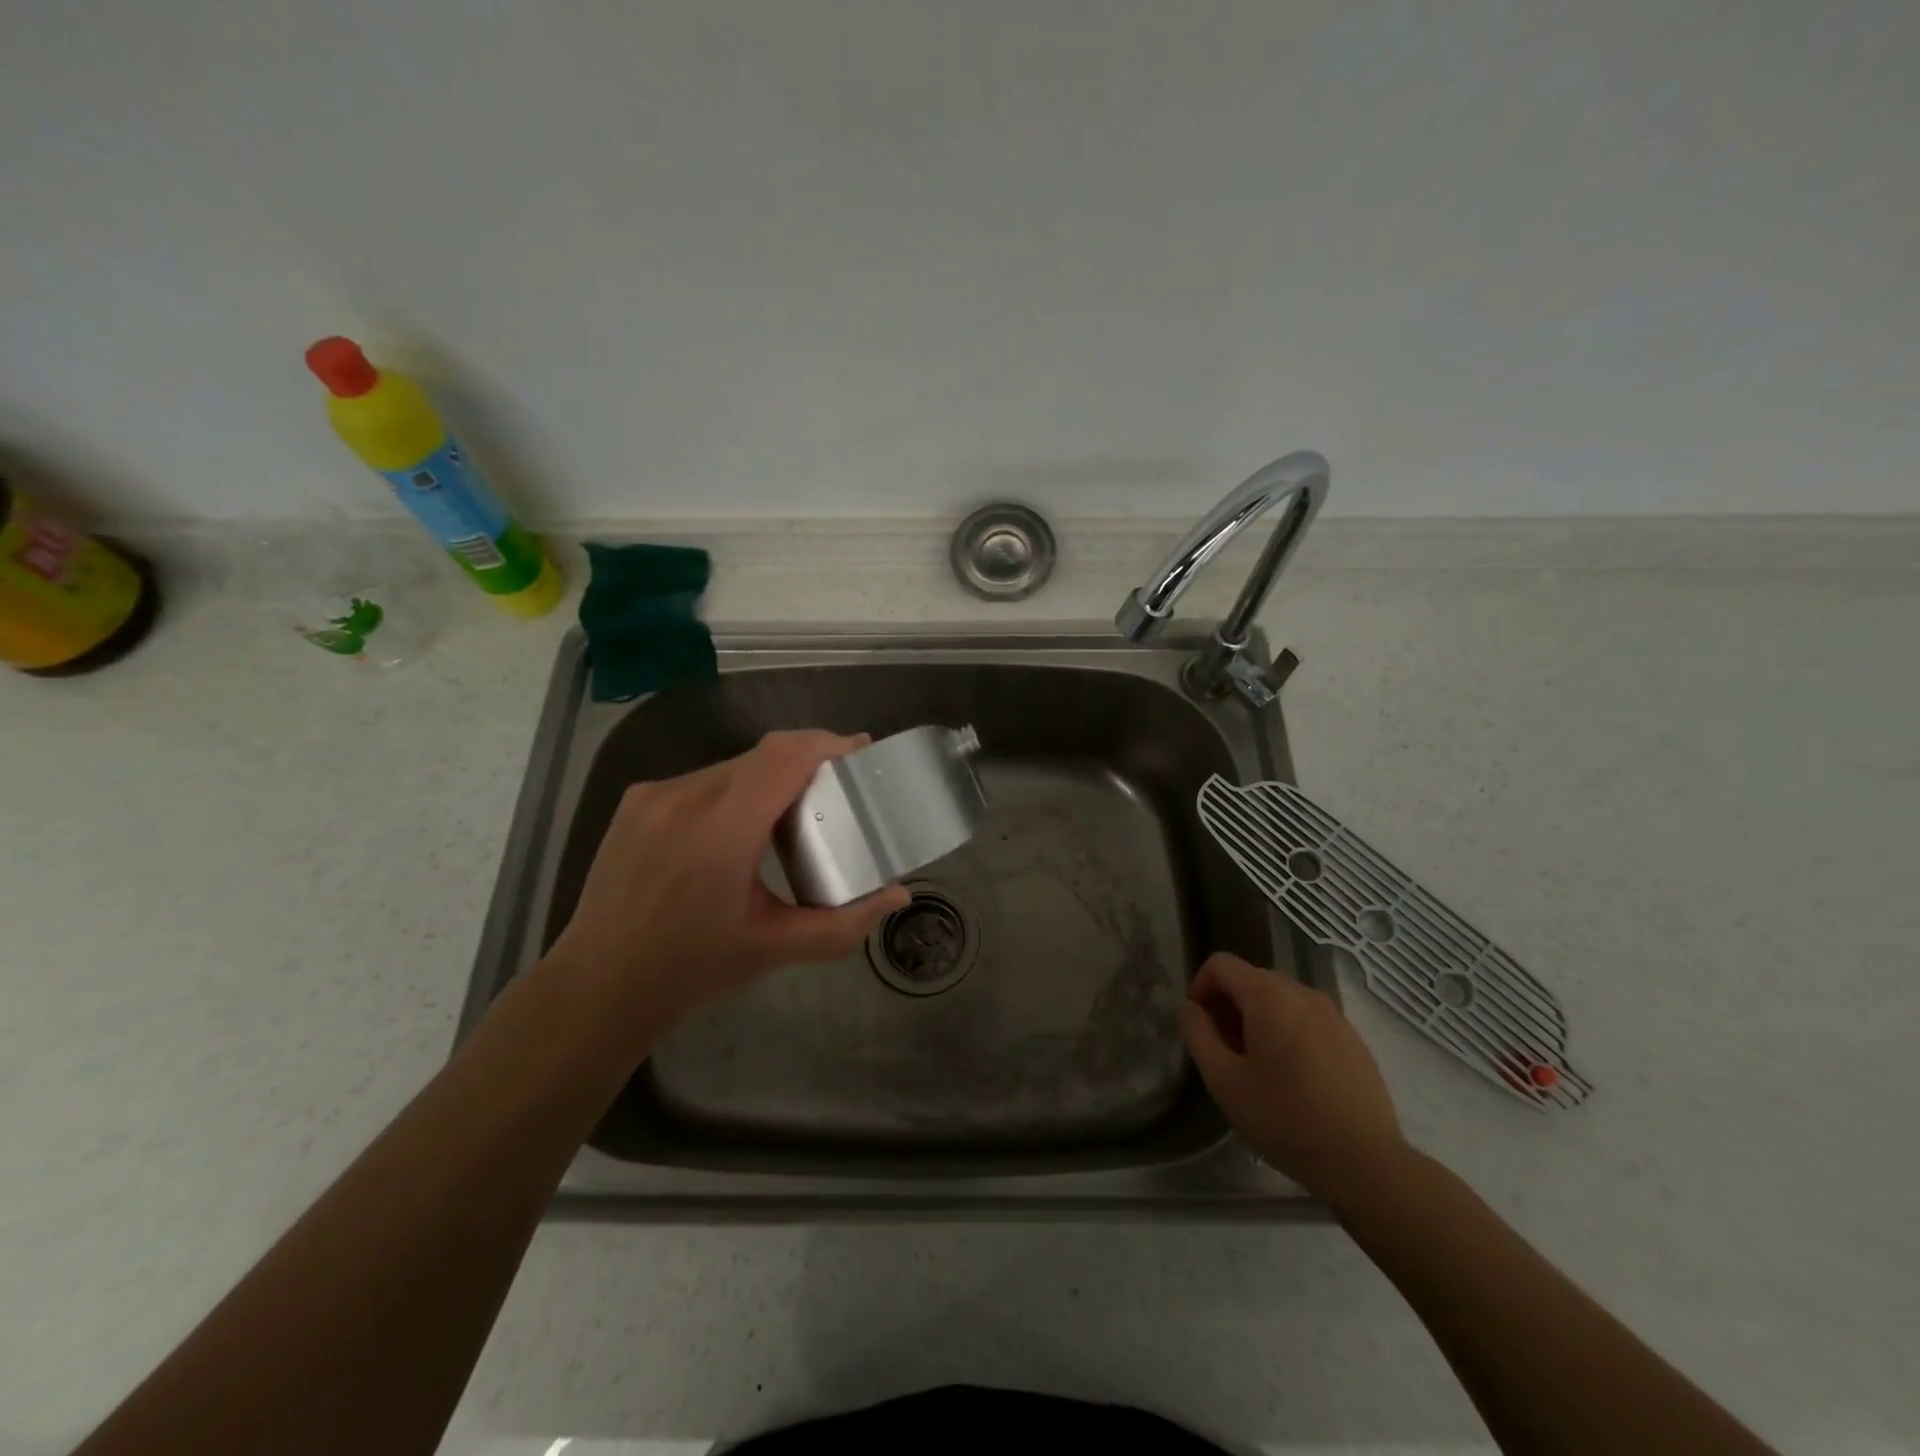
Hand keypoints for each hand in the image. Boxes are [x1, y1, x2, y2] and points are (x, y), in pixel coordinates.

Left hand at [545, 730, 909, 1038]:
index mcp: (720, 832)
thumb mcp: (775, 949)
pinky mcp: (636, 801)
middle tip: (836, 791)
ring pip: (732, 766)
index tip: (860, 752)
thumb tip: (897, 895)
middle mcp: (683, 798)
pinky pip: (702, 780)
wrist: (597, 986)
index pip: (783, 757)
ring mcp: (653, 796)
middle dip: (806, 763)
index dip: (827, 744)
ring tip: (792, 813)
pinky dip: (735, 790)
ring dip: (769, 778)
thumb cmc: (691, 970)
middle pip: (762, 757)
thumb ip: (843, 922)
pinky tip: (741, 828)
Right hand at [1181, 952, 1409, 1205]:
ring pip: (1281, 1000)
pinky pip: (1308, 1020)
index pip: (1222, 964)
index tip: (1199, 1025)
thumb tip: (1191, 1007)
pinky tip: (1294, 1078)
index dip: (1200, 986)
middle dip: (1229, 1006)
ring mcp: (1334, 1015)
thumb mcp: (1224, 1080)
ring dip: (1259, 1020)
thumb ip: (1198, 1034)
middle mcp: (1303, 993)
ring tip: (1257, 1066)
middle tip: (1224, 1050)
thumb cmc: (1285, 1119)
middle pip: (1252, 979)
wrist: (1366, 1163)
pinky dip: (1289, 1033)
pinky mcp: (1353, 1039)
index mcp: (1269, 995)